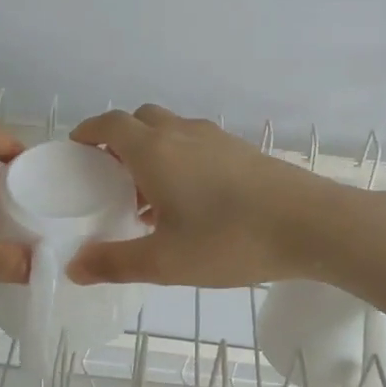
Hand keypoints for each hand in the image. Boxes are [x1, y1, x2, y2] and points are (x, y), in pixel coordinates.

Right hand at [66, 104, 350, 286]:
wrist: (311, 224)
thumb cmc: (230, 240)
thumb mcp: (165, 262)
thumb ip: (115, 263)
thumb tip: (74, 267)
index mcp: (155, 150)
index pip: (110, 124)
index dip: (88, 131)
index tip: (77, 149)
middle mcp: (183, 133)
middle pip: (141, 120)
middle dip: (119, 140)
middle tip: (112, 177)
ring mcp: (218, 138)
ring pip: (172, 131)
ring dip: (153, 151)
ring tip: (150, 196)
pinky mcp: (244, 151)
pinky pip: (198, 144)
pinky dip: (181, 159)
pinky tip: (193, 202)